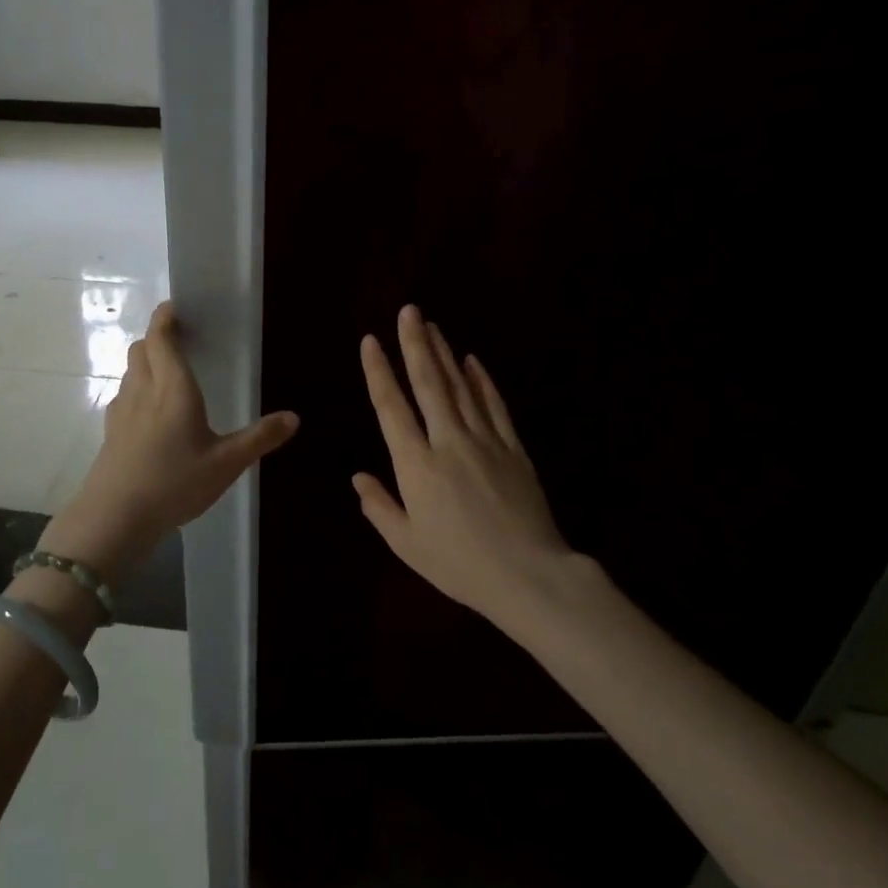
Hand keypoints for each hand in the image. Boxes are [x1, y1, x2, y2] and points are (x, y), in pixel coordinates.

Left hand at [41, 301, 299, 580]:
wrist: (114, 517)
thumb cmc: (174, 483)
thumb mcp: (226, 464)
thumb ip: (259, 438)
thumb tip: (294, 417)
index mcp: (172, 388)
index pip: (161, 337)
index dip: (166, 316)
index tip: (176, 307)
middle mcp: (143, 389)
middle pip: (141, 348)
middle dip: (157, 337)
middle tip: (180, 339)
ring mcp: (122, 410)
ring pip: (130, 371)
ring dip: (146, 361)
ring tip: (168, 372)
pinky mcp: (111, 431)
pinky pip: (124, 395)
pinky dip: (137, 389)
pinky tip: (150, 412)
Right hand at [353, 304, 593, 626]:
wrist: (528, 576)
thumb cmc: (459, 564)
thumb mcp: (407, 544)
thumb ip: (380, 506)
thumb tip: (358, 477)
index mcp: (416, 465)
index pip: (391, 407)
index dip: (378, 371)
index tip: (370, 341)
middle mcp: (448, 442)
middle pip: (429, 384)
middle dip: (415, 344)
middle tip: (409, 311)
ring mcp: (485, 441)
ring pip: (461, 387)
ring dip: (444, 353)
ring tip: (432, 325)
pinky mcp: (514, 449)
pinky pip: (495, 406)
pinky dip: (482, 380)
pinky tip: (472, 361)